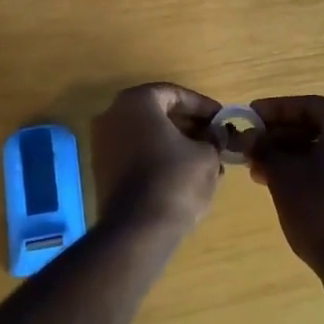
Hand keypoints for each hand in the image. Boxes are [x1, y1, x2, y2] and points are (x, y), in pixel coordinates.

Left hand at [89, 83, 223, 234]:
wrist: (137, 230)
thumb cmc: (175, 180)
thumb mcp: (206, 155)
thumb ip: (213, 139)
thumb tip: (216, 137)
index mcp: (137, 101)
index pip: (174, 94)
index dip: (202, 106)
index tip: (222, 120)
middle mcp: (113, 115)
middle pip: (158, 113)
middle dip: (189, 125)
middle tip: (214, 139)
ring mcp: (103, 144)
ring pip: (147, 135)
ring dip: (176, 144)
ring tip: (205, 160)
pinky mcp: (102, 171)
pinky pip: (136, 155)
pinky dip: (159, 159)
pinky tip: (184, 176)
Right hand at [248, 94, 323, 279]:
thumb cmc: (320, 209)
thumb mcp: (283, 174)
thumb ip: (264, 149)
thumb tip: (249, 137)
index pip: (307, 105)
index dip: (274, 110)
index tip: (249, 117)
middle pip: (317, 125)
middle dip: (280, 136)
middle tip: (251, 147)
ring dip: (291, 154)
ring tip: (260, 171)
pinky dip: (310, 168)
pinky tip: (283, 184)